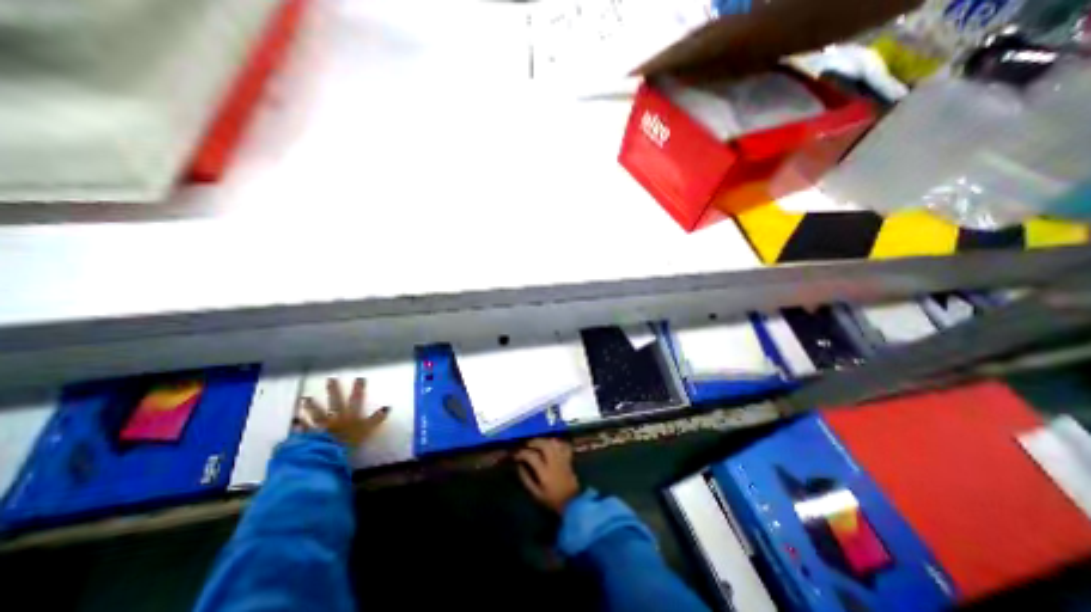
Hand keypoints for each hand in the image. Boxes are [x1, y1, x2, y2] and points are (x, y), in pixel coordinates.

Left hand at [296, 376, 389, 445]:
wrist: (328, 452)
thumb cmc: (350, 441)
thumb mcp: (367, 429)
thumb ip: (376, 419)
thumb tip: (387, 407)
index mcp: (350, 415)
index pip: (356, 399)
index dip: (358, 389)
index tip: (359, 378)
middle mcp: (335, 417)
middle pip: (335, 402)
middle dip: (333, 390)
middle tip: (330, 379)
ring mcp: (321, 426)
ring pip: (317, 413)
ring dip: (312, 406)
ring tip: (305, 399)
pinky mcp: (310, 436)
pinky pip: (303, 429)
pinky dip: (299, 425)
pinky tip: (294, 421)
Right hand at [517, 438, 582, 512]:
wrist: (572, 504)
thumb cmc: (552, 500)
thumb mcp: (536, 494)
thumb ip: (526, 479)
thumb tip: (519, 466)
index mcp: (545, 472)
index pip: (532, 456)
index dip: (522, 453)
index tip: (516, 455)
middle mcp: (554, 462)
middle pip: (544, 444)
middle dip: (534, 442)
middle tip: (527, 445)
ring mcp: (563, 459)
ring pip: (554, 443)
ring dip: (544, 440)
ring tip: (537, 443)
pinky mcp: (569, 459)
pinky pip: (564, 446)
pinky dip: (557, 442)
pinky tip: (552, 444)